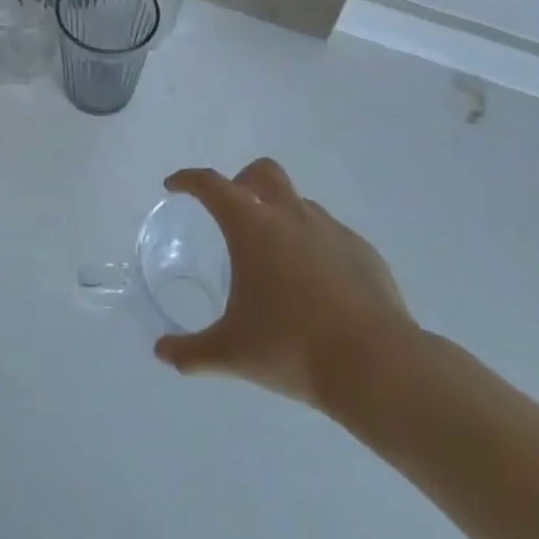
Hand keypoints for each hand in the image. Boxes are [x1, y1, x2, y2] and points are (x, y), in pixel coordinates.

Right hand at [154, 160, 421, 419]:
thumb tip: (162, 353)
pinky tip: (317, 286)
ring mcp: (331, 230)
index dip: (188, 180)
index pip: (211, 185)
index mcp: (252, 226)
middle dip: (242, 182)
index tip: (175, 186)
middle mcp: (290, 215)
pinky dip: (315, 246)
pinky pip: (331, 235)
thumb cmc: (292, 347)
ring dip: (281, 215)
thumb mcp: (231, 353)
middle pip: (263, 173)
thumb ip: (191, 351)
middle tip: (232, 212)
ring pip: (300, 203)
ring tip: (276, 259)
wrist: (377, 366)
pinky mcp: (364, 252)